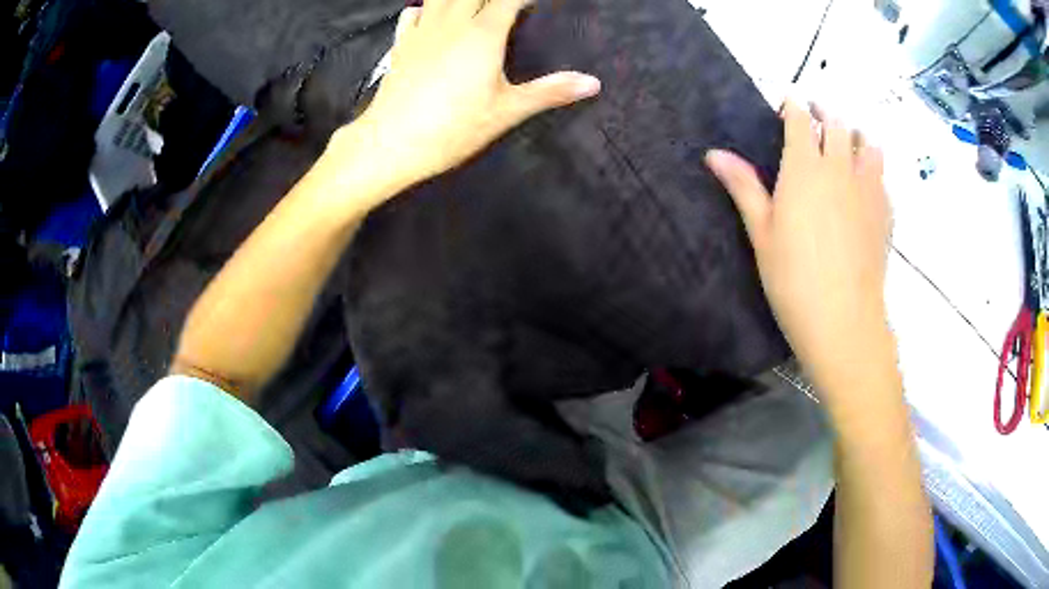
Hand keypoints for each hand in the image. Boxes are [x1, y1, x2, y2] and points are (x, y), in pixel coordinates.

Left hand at [339, 0, 600, 191]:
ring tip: (472, 7)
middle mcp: (452, 22)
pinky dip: (425, 7)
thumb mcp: (506, 111)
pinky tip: (430, 12)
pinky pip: (412, 12)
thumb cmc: (452, 128)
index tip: (536, 3)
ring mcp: (422, 30)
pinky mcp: (401, 44)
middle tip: (508, 7)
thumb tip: (593, 83)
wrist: (390, 143)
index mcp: (483, 33)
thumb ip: (549, 91)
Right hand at [706, 102, 894, 403]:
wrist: (844, 320)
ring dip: (856, 135)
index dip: (793, 106)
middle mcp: (840, 168)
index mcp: (805, 168)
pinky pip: (883, 176)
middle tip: (816, 117)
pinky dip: (874, 169)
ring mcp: (868, 189)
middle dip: (824, 113)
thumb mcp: (761, 233)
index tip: (788, 102)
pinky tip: (866, 184)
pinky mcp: (886, 212)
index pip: (801, 120)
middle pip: (837, 123)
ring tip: (847, 144)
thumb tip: (714, 153)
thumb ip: (743, 186)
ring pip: (868, 144)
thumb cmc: (794, 279)